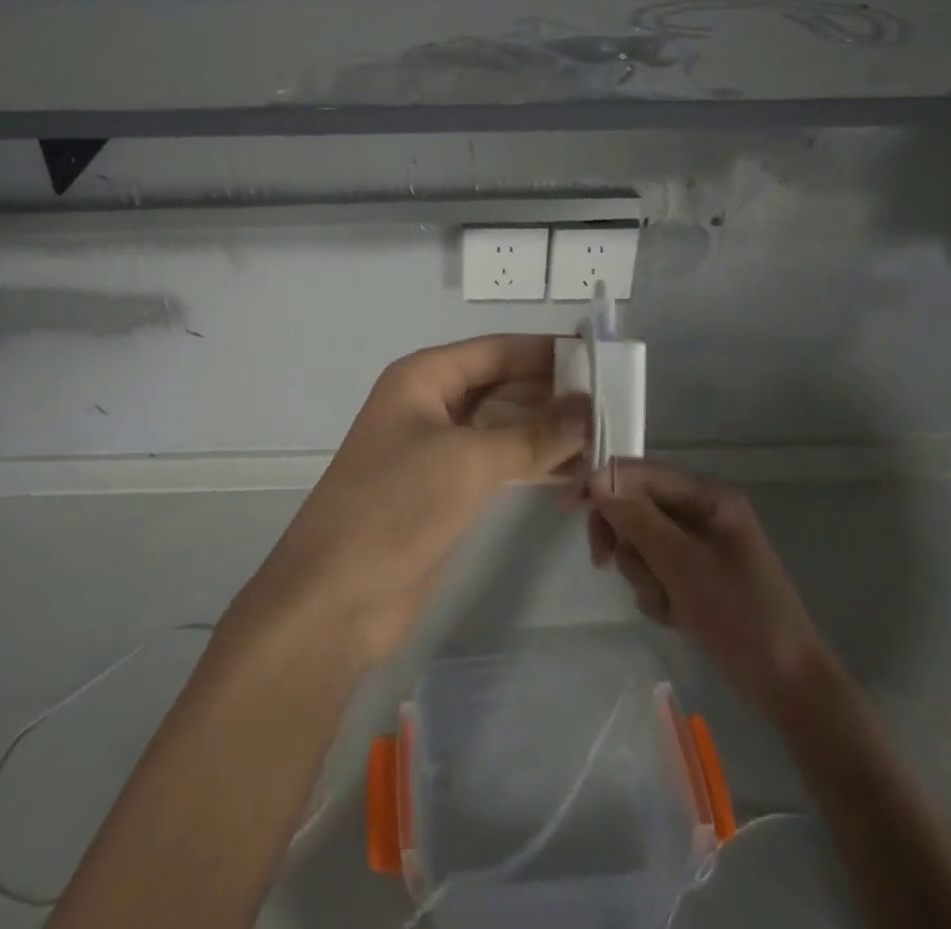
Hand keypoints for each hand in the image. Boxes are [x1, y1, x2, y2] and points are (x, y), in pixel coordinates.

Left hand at [240, 335, 588, 665]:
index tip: (602, 359)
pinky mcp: (447, 491)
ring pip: (505, 428)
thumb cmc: (395, 507)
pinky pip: (499, 464)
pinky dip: (534, 466)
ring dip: (550, 434)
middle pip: (504, 387)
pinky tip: (576, 475)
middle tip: (616, 408)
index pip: (498, 350)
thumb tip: (589, 407)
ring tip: (607, 442)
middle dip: (555, 397)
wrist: (335, 599)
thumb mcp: (468, 462)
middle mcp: (431, 404)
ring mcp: (438, 449)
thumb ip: (533, 434)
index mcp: (425, 377)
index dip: (548, 352)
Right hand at [588, 459, 824, 705]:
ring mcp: (700, 544)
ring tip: (665, 603)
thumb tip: (595, 478)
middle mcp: (702, 511)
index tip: (566, 507)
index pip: (640, 473)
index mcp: (707, 496)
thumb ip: (637, 519)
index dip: (601, 484)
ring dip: (642, 572)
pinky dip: (656, 590)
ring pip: (642, 541)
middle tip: (604, 564)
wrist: (789, 687)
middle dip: (624, 538)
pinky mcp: (697, 575)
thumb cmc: (740, 616)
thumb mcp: (682, 565)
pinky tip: (675, 616)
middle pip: (637, 505)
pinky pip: (656, 568)